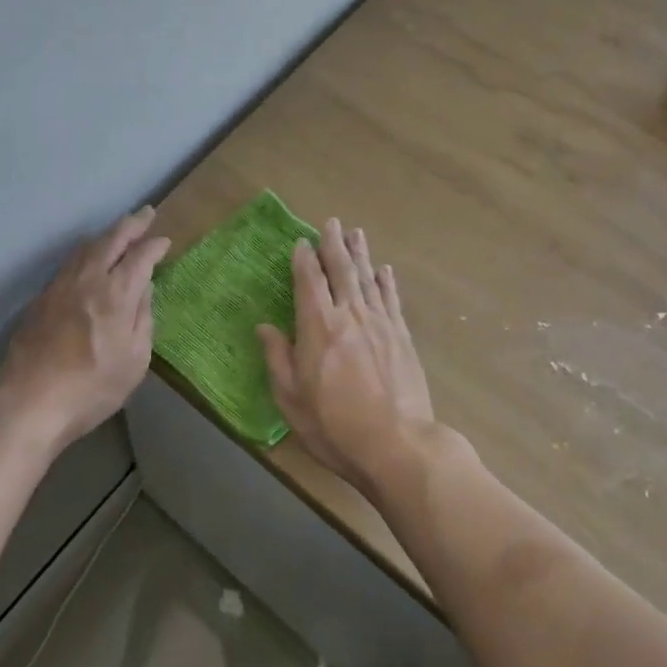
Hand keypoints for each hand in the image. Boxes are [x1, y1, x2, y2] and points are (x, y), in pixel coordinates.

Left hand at [0, 207, 171, 448]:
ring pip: (86, 247)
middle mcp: (88, 279)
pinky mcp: (41, 299)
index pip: (140, 256)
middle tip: (146, 214)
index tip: (164, 241)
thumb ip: (143, 319)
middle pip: (112, 239)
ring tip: (118, 233)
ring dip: (106, 235)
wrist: (29, 403)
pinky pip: (69, 264)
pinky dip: (86, 253)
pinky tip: (88, 261)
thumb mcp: (135, 361)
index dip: (155, 245)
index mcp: (116, 293)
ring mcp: (60, 286)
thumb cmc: (92, 388)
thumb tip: (144, 289)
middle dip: (132, 224)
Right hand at [257, 218, 435, 497]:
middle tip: (331, 223)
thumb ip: (278, 359)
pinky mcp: (402, 336)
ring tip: (355, 233)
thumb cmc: (335, 426)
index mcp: (318, 326)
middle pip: (341, 269)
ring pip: (367, 277)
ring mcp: (380, 322)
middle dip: (333, 244)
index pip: (309, 281)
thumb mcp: (292, 399)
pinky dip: (386, 281)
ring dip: (360, 253)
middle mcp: (349, 314)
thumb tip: (264, 327)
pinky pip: (391, 299)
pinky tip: (384, 270)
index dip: (304, 258)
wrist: (397, 444)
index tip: (301, 242)